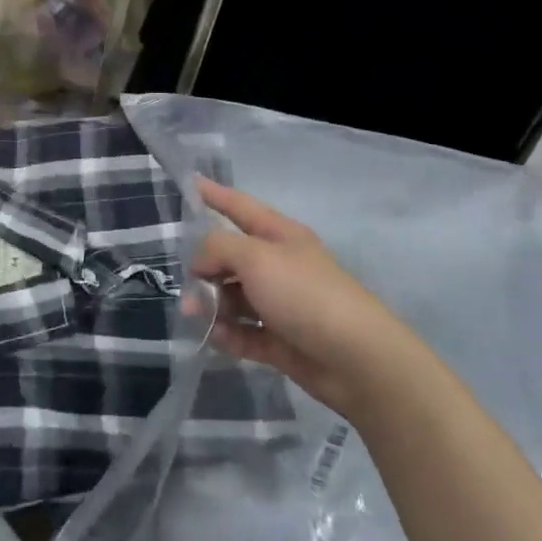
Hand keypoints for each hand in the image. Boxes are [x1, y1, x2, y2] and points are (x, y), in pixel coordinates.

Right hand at [190, 178, 422, 418]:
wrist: (355, 358)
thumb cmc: (304, 293)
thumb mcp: (256, 257)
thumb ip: (218, 248)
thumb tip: (200, 261)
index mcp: (279, 235)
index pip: (239, 206)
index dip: (214, 194)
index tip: (189, 181)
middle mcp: (280, 265)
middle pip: (232, 257)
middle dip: (205, 267)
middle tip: (186, 284)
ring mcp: (281, 304)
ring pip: (235, 297)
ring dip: (213, 304)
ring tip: (196, 316)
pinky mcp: (282, 341)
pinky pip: (245, 333)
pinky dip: (229, 335)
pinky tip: (216, 339)